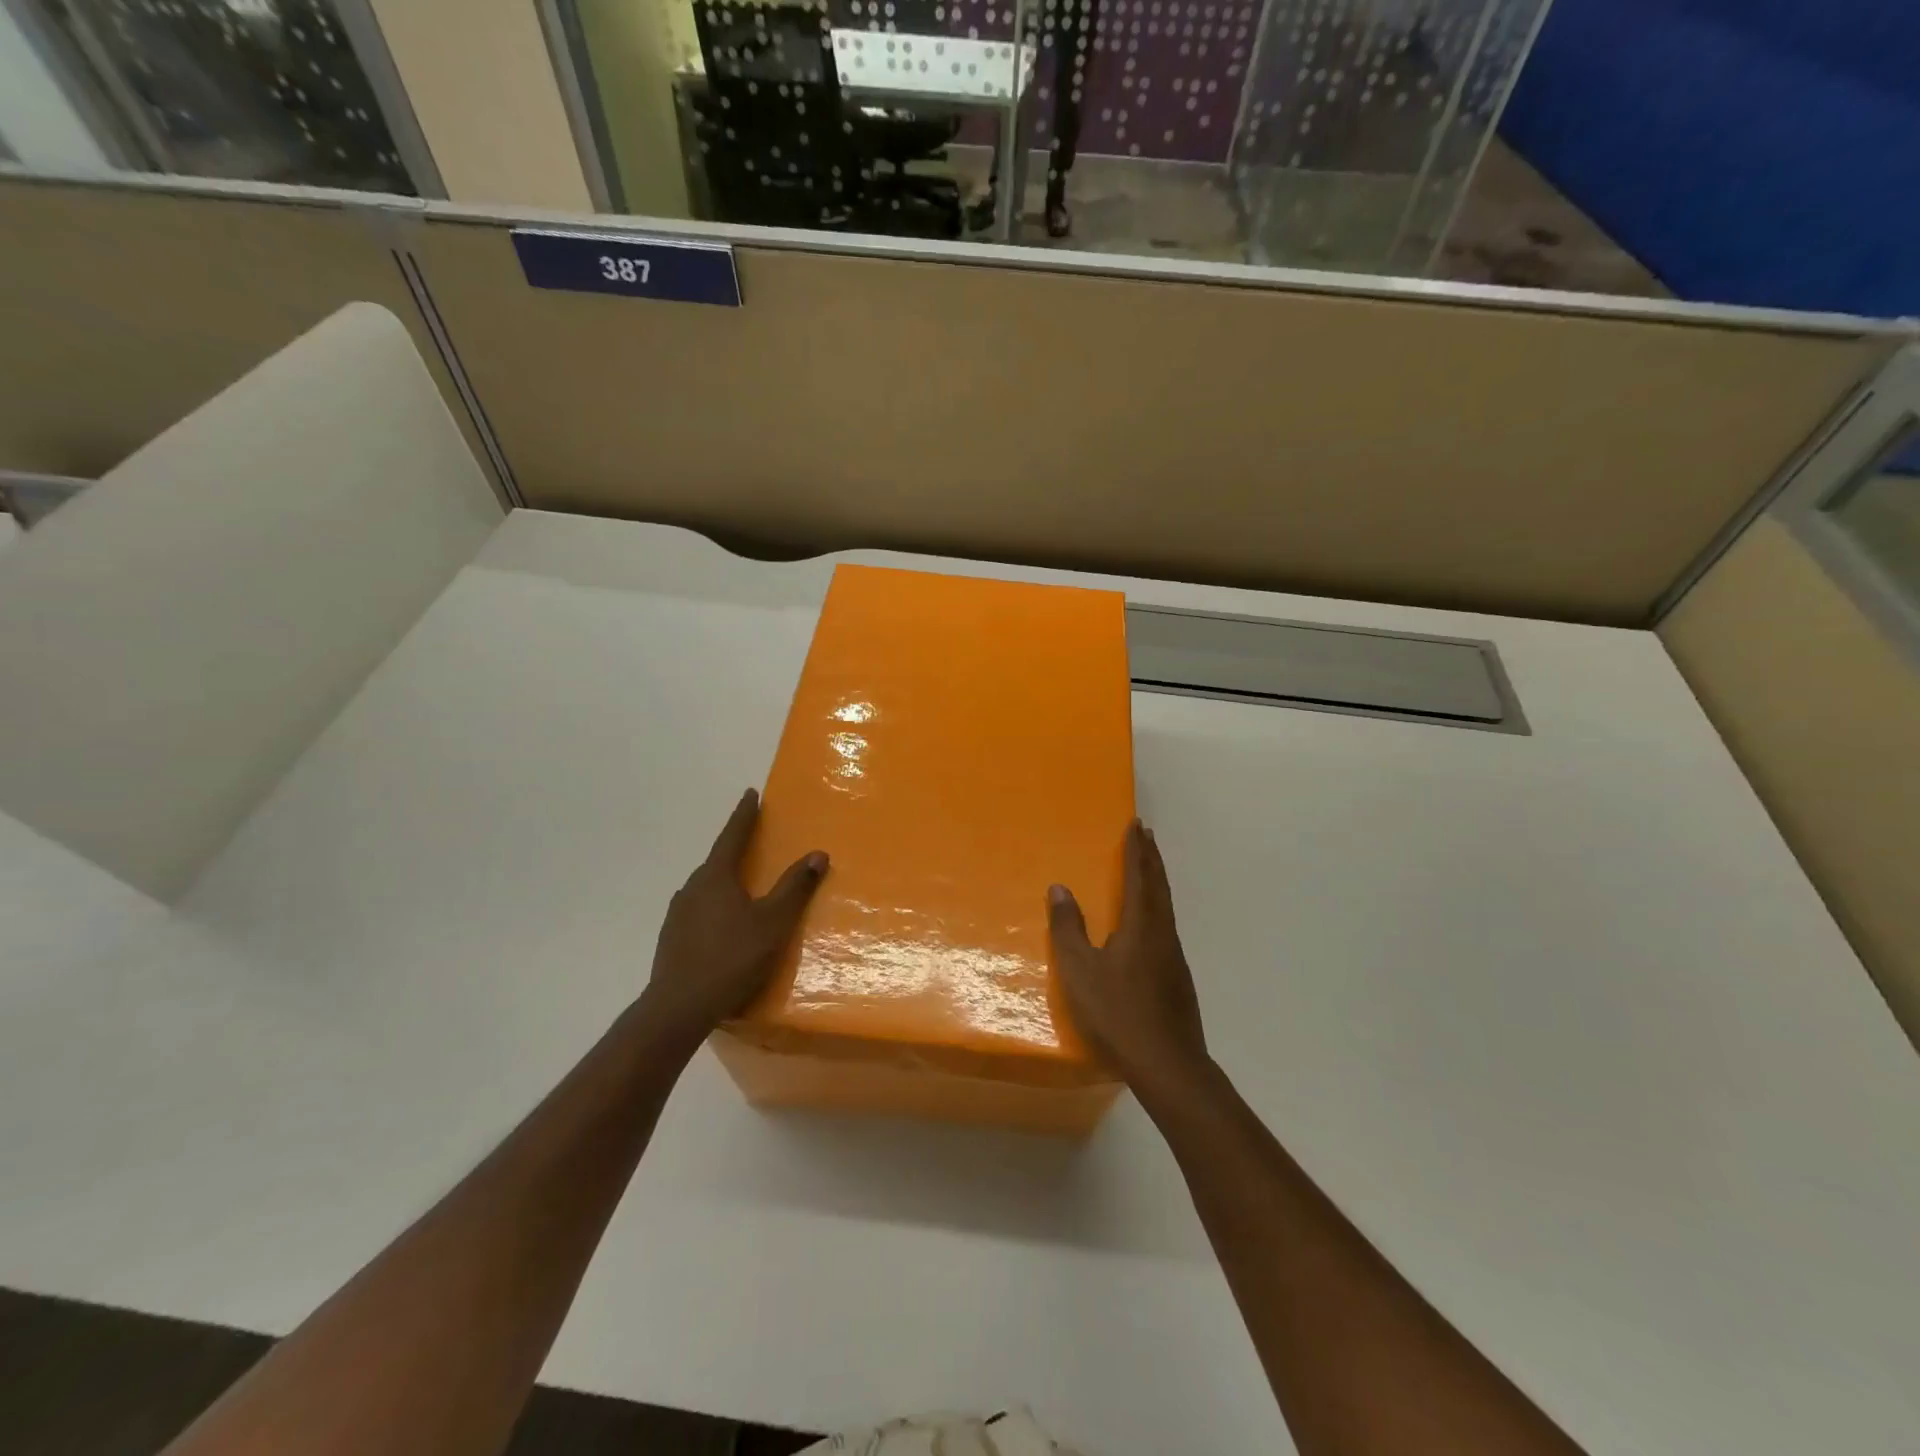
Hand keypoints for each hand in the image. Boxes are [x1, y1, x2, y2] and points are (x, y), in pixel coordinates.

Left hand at [638, 789, 827, 1052]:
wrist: (678, 1008)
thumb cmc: (732, 958)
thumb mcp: (773, 923)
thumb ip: (795, 887)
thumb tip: (818, 853)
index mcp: (716, 877)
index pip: (733, 836)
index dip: (744, 815)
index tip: (751, 794)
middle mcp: (693, 888)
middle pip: (717, 860)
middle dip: (735, 848)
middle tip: (752, 840)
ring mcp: (678, 914)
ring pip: (706, 886)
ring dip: (724, 879)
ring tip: (741, 884)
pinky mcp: (672, 938)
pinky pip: (698, 909)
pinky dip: (714, 905)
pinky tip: (723, 922)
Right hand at [1048, 820, 1208, 1093]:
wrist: (1168, 1064)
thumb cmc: (1118, 1012)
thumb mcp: (1080, 970)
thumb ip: (1068, 928)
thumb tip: (1059, 888)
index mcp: (1142, 926)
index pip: (1138, 876)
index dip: (1136, 850)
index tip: (1136, 825)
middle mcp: (1163, 934)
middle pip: (1159, 886)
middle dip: (1151, 858)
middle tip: (1146, 834)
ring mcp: (1174, 958)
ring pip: (1166, 907)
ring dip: (1157, 882)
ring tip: (1148, 870)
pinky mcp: (1178, 979)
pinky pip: (1166, 927)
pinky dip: (1158, 908)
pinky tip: (1150, 925)